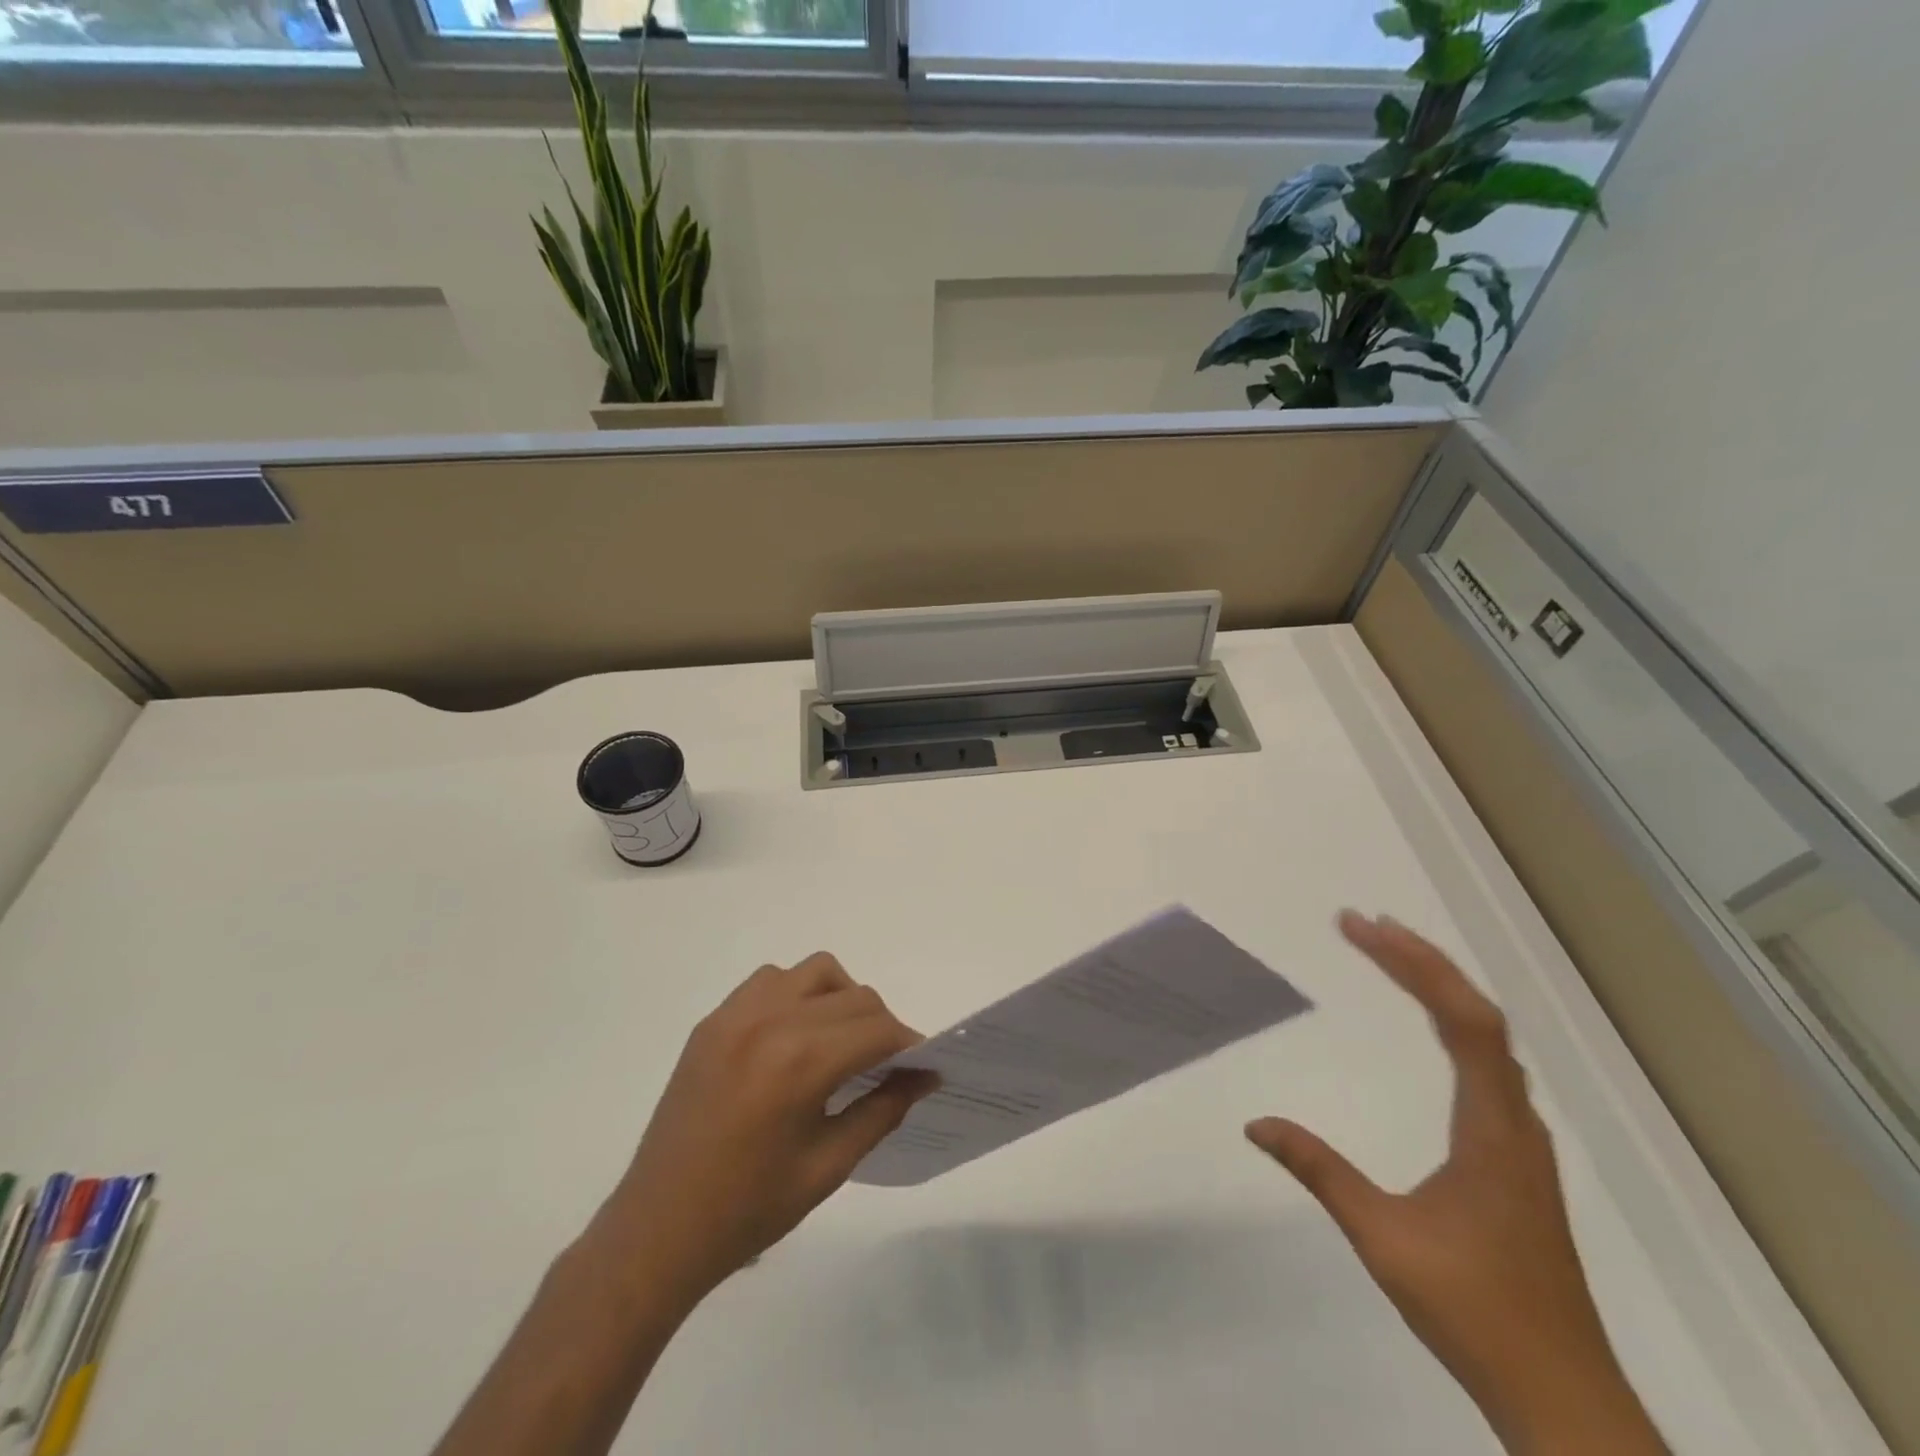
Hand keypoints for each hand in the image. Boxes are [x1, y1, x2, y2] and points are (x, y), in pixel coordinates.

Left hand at [594, 953, 934, 1305]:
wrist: (659, 1231)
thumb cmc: (749, 1210)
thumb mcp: (829, 1167)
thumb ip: (883, 1111)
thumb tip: (925, 1076)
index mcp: (800, 1063)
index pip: (878, 1029)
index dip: (910, 1044)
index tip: (924, 1065)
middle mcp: (770, 1022)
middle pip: (854, 996)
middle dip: (882, 1025)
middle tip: (887, 1065)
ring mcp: (736, 1015)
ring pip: (814, 973)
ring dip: (841, 998)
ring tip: (841, 1042)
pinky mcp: (713, 1021)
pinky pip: (770, 981)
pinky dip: (796, 994)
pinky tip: (794, 1037)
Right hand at [1247, 912, 1665, 1455]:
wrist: (1563, 1397)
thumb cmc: (1475, 1311)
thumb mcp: (1383, 1238)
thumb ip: (1320, 1172)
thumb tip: (1255, 1123)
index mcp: (1492, 1130)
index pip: (1463, 1022)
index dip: (1414, 966)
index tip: (1360, 930)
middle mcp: (1515, 1122)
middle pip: (1479, 1018)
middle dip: (1421, 961)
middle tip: (1363, 924)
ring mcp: (1522, 1140)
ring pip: (1490, 1040)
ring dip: (1441, 988)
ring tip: (1391, 954)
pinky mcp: (1517, 1159)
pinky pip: (1488, 1065)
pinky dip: (1454, 1023)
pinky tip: (1434, 1028)